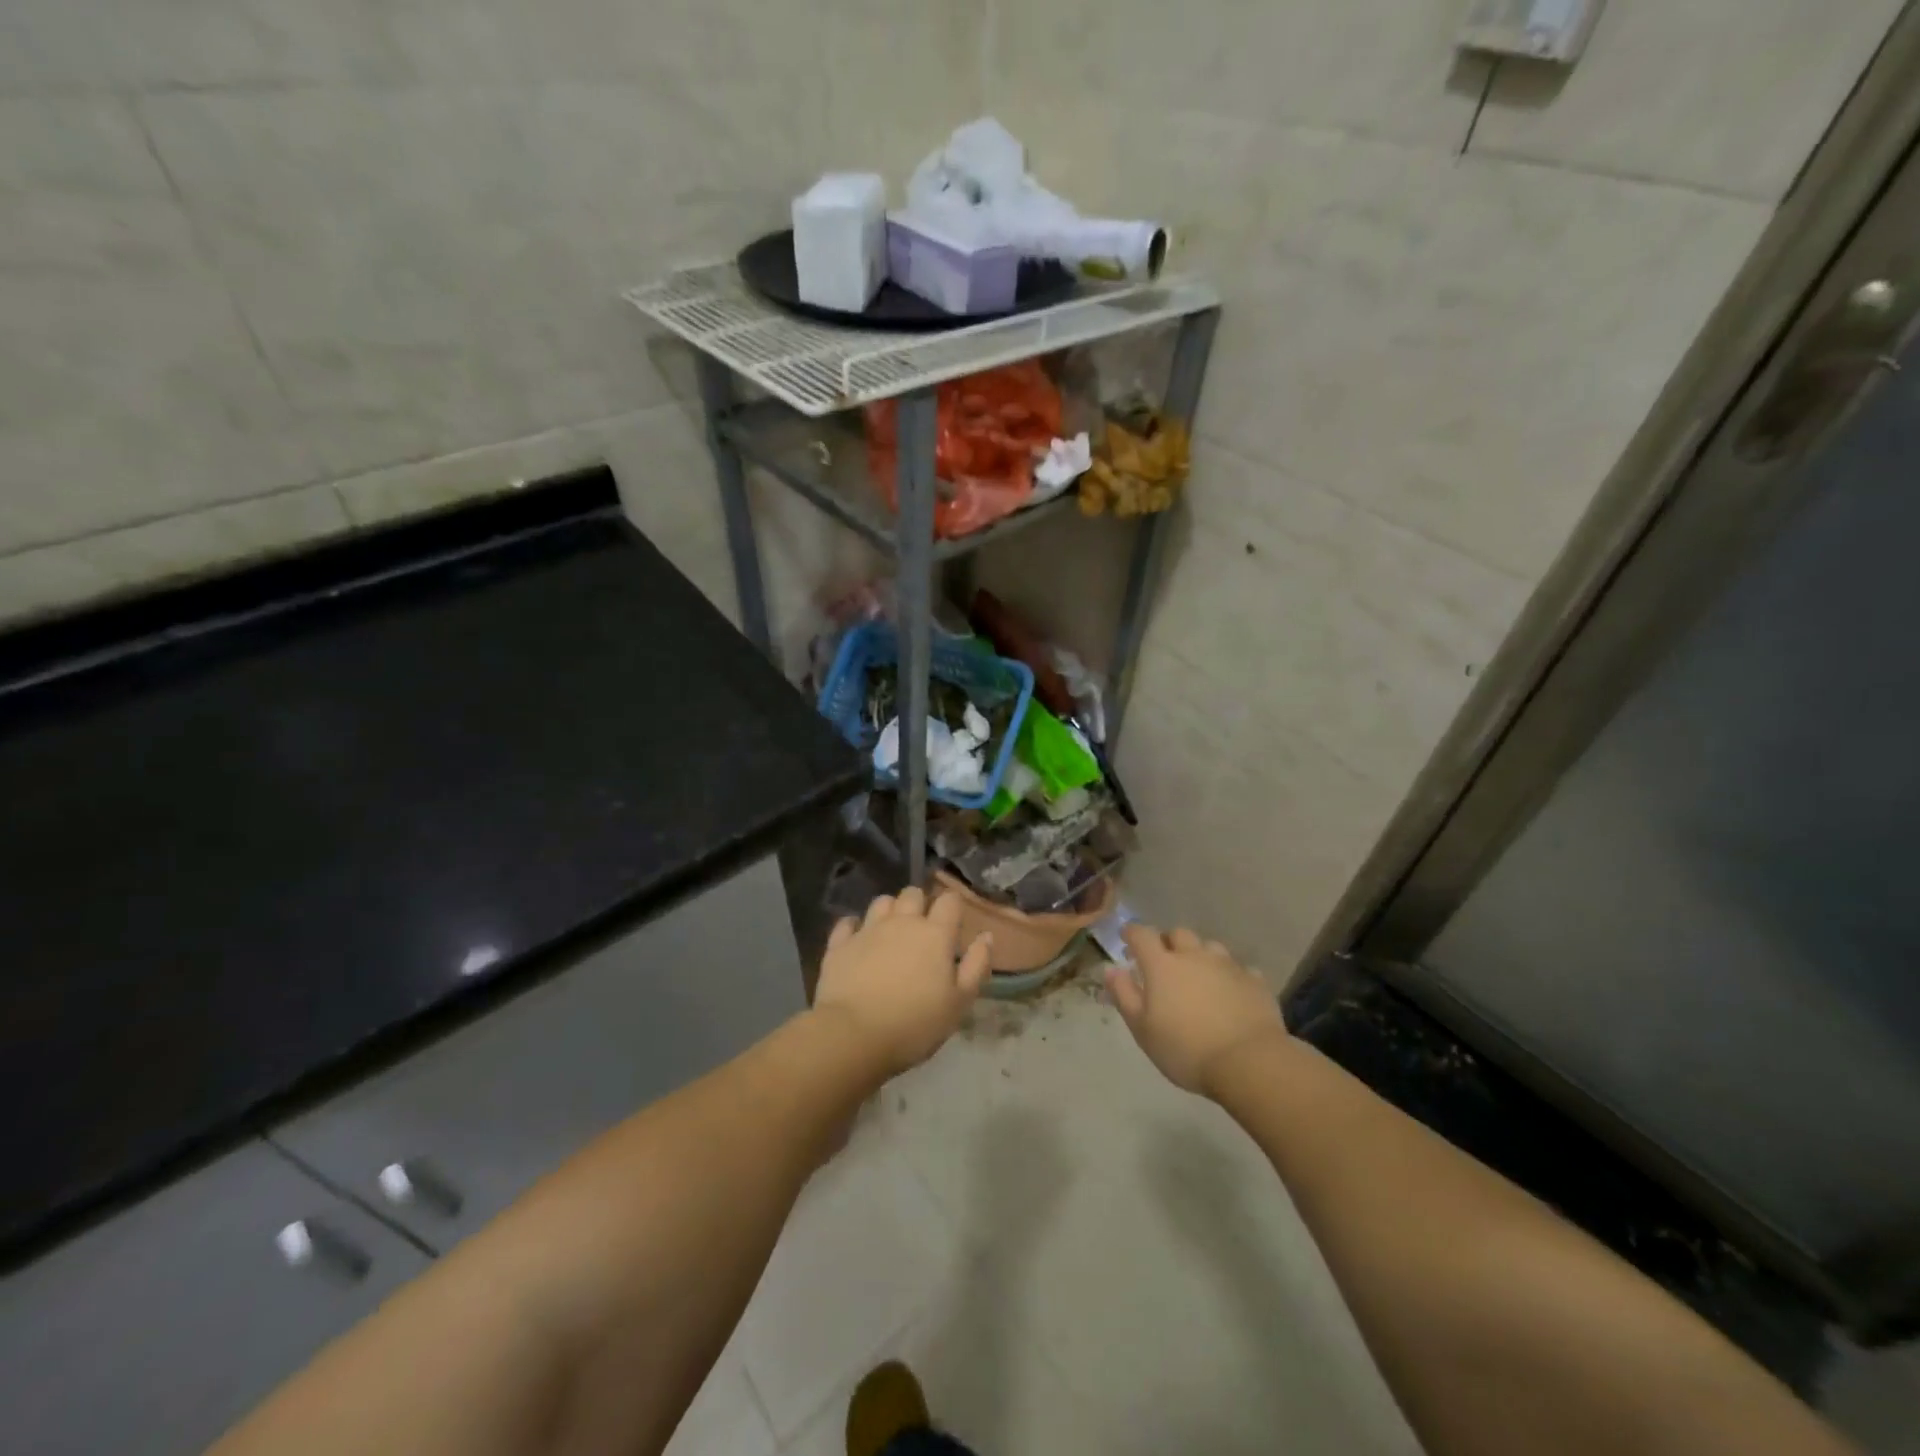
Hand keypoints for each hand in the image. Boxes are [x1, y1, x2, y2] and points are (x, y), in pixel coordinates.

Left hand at [812, 887, 992, 1076]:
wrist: (854, 1036)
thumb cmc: (915, 1023)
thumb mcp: (959, 1003)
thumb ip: (976, 966)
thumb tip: (986, 936)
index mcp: (935, 934)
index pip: (949, 900)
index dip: (953, 907)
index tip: (953, 924)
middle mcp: (902, 922)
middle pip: (913, 893)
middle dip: (920, 903)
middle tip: (922, 929)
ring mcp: (867, 930)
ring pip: (881, 902)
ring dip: (889, 910)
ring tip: (891, 932)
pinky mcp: (839, 944)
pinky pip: (847, 923)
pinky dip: (854, 927)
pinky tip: (857, 939)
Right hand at [1104, 925, 1288, 1095]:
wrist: (1248, 1063)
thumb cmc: (1185, 1049)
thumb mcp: (1142, 1028)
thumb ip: (1123, 995)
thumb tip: (1110, 969)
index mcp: (1162, 965)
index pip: (1142, 934)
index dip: (1132, 933)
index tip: (1127, 938)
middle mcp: (1194, 956)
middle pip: (1178, 934)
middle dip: (1168, 942)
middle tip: (1164, 961)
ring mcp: (1228, 966)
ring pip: (1210, 947)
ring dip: (1200, 955)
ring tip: (1199, 976)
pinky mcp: (1255, 981)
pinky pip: (1239, 970)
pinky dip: (1230, 976)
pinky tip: (1231, 993)